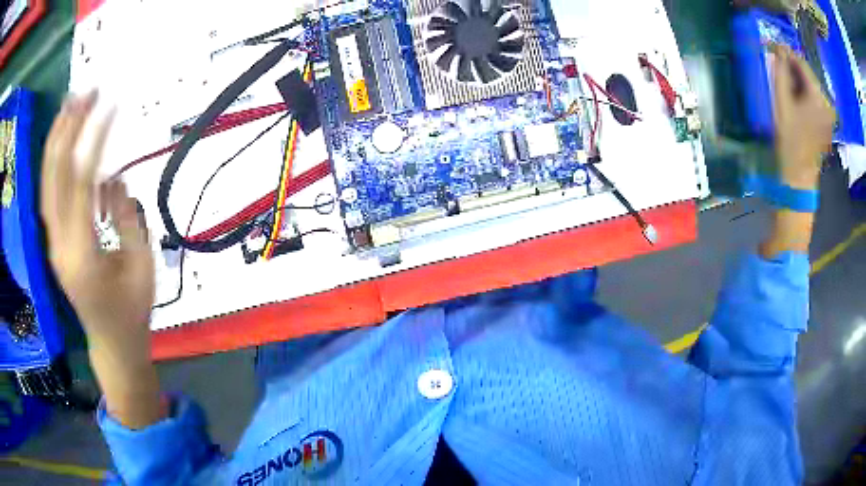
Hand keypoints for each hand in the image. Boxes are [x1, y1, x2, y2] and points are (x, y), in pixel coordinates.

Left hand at [41, 93, 154, 364]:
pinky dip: (54, 162)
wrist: (111, 344)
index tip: (112, 105)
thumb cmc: (132, 311)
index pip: (82, 183)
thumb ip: (127, 218)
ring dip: (57, 139)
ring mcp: (54, 243)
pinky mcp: (55, 241)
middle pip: (57, 176)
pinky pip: (50, 195)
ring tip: (70, 104)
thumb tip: (113, 180)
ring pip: (47, 182)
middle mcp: (61, 245)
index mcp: (84, 256)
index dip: (96, 140)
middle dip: (70, 129)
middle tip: (87, 92)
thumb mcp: (142, 266)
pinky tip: (63, 140)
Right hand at [771, 44, 835, 189]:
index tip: (772, 47)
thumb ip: (781, 72)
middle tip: (777, 67)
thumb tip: (778, 49)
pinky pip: (815, 99)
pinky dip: (804, 94)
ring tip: (785, 84)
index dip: (786, 52)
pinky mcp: (827, 123)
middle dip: (792, 68)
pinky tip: (796, 99)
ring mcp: (829, 115)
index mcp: (818, 96)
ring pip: (811, 86)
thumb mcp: (782, 102)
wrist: (800, 178)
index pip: (802, 62)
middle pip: (808, 75)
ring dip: (798, 81)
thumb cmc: (790, 141)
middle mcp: (827, 103)